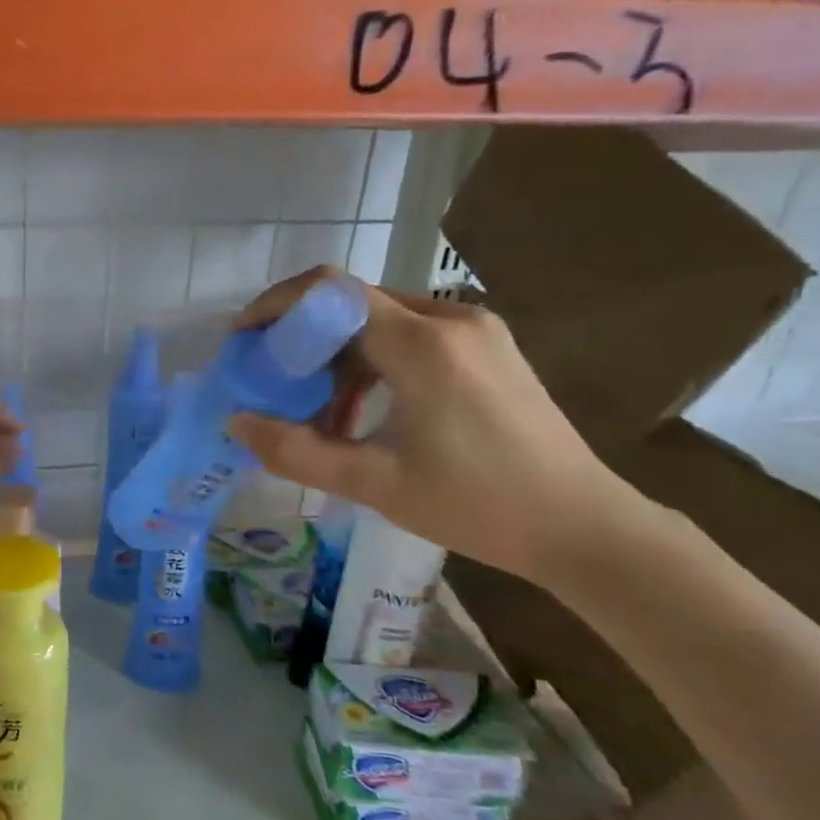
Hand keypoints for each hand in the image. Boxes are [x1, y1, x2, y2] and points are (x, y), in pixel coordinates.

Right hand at [227, 268, 645, 583]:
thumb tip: (236, 423)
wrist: (583, 527)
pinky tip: (366, 415)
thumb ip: (295, 451)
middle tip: (274, 387)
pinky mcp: (488, 348)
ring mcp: (475, 330)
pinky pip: (411, 337)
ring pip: (380, 322)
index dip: (277, 306)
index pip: (330, 291)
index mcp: (423, 344)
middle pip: (352, 305)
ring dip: (338, 360)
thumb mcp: (373, 483)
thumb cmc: (477, 506)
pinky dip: (373, 366)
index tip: (244, 341)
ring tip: (321, 418)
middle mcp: (450, 318)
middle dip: (303, 341)